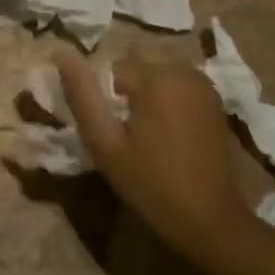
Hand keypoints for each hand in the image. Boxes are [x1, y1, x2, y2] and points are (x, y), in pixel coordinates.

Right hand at [56, 52, 265, 270]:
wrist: (211, 222)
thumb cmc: (152, 185)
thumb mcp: (106, 144)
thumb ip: (82, 95)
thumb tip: (61, 52)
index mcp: (157, 77)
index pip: (112, 66)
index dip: (104, 95)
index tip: (108, 127)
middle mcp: (183, 70)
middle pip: (137, 61)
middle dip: (126, 87)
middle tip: (125, 129)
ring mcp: (204, 85)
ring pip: (158, 70)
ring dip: (146, 90)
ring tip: (144, 132)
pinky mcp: (214, 100)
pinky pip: (178, 83)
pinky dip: (167, 96)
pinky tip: (167, 132)